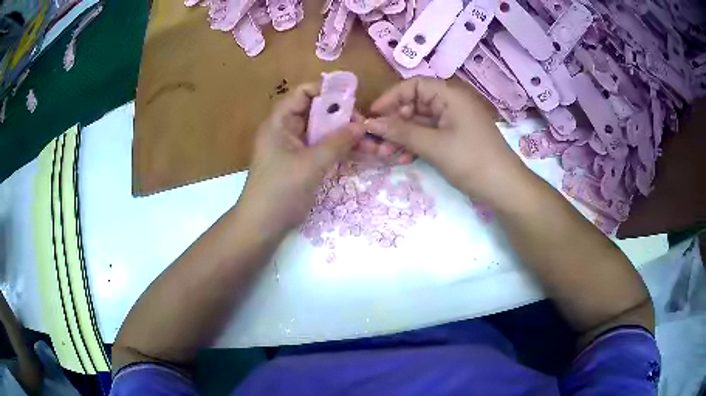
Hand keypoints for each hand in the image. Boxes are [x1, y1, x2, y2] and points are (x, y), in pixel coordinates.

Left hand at [239, 83, 365, 236]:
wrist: (262, 226)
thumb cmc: (281, 191)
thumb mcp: (311, 164)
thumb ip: (338, 142)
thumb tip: (362, 126)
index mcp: (279, 122)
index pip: (303, 93)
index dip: (327, 91)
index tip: (353, 99)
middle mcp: (286, 130)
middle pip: (315, 112)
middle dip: (341, 116)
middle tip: (365, 125)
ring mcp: (293, 148)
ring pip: (321, 132)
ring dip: (343, 134)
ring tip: (369, 141)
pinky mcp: (300, 164)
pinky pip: (321, 149)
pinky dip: (338, 149)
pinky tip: (359, 153)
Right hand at [365, 77, 529, 203]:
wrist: (505, 188)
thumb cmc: (471, 160)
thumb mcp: (433, 146)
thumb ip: (401, 132)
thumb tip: (370, 123)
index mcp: (450, 95)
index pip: (413, 85)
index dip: (390, 98)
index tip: (372, 116)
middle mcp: (451, 102)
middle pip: (415, 104)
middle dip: (394, 122)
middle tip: (377, 142)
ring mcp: (454, 120)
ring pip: (420, 121)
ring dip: (402, 136)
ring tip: (386, 155)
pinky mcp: (456, 137)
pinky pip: (430, 134)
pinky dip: (416, 144)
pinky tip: (404, 158)